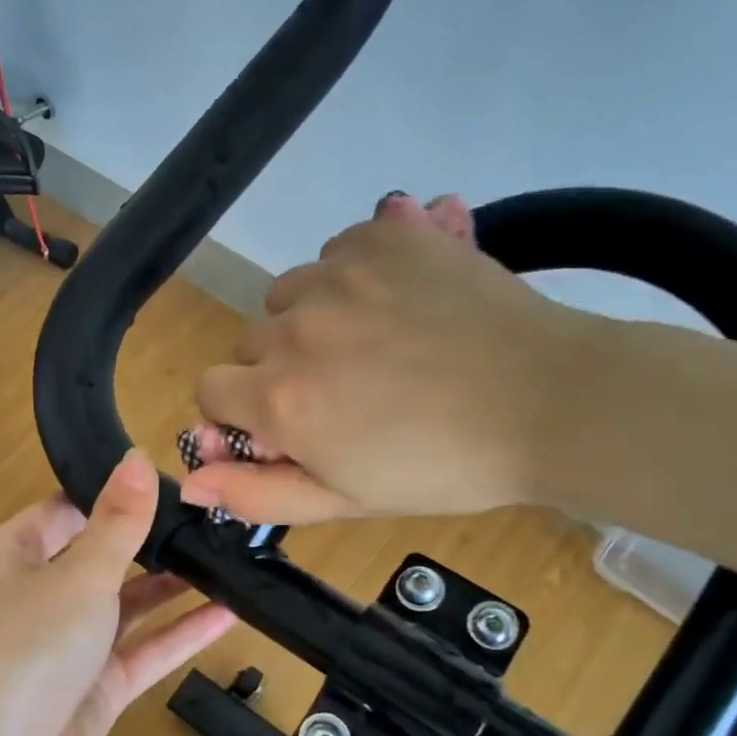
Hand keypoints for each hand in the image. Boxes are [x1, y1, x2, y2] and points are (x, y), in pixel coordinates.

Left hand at [0, 450, 236, 735]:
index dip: (111, 494)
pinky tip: (229, 614)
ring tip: (228, 560)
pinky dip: (180, 635)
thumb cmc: (28, 646)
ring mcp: (65, 650)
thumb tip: (138, 457)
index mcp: (12, 557)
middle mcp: (35, 598)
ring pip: (125, 608)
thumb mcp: (79, 573)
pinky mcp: (92, 693)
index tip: (169, 480)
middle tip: (212, 519)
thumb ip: (118, 520)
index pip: (64, 511)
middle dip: (150, 542)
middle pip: (99, 559)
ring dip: (171, 588)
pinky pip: (142, 653)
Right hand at [184, 193, 590, 523]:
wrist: (547, 402)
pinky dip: (354, 278)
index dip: (242, 414)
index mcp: (280, 397)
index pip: (211, 390)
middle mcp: (295, 325)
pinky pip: (336, 252)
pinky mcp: (385, 234)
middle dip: (282, 370)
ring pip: (290, 294)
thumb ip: (259, 493)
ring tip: (378, 347)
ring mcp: (340, 272)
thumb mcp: (346, 501)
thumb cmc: (442, 468)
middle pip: (251, 343)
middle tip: (349, 394)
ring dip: (314, 320)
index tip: (288, 427)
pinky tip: (401, 304)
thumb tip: (189, 483)